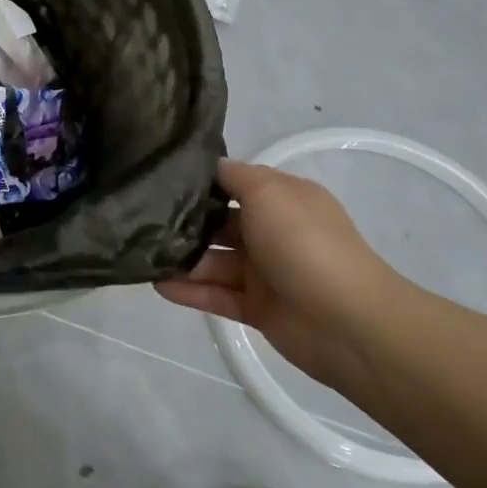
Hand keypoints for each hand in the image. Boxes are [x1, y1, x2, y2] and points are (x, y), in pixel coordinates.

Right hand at [156, 159, 407, 388]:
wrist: (346, 321)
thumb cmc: (304, 243)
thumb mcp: (269, 191)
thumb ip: (234, 176)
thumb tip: (209, 166)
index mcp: (282, 200)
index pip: (233, 184)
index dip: (200, 181)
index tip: (158, 178)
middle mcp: (272, 232)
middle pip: (218, 223)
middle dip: (183, 222)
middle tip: (140, 219)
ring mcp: (264, 272)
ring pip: (213, 261)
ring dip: (181, 259)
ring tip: (141, 254)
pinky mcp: (256, 308)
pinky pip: (215, 295)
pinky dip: (188, 290)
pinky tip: (157, 284)